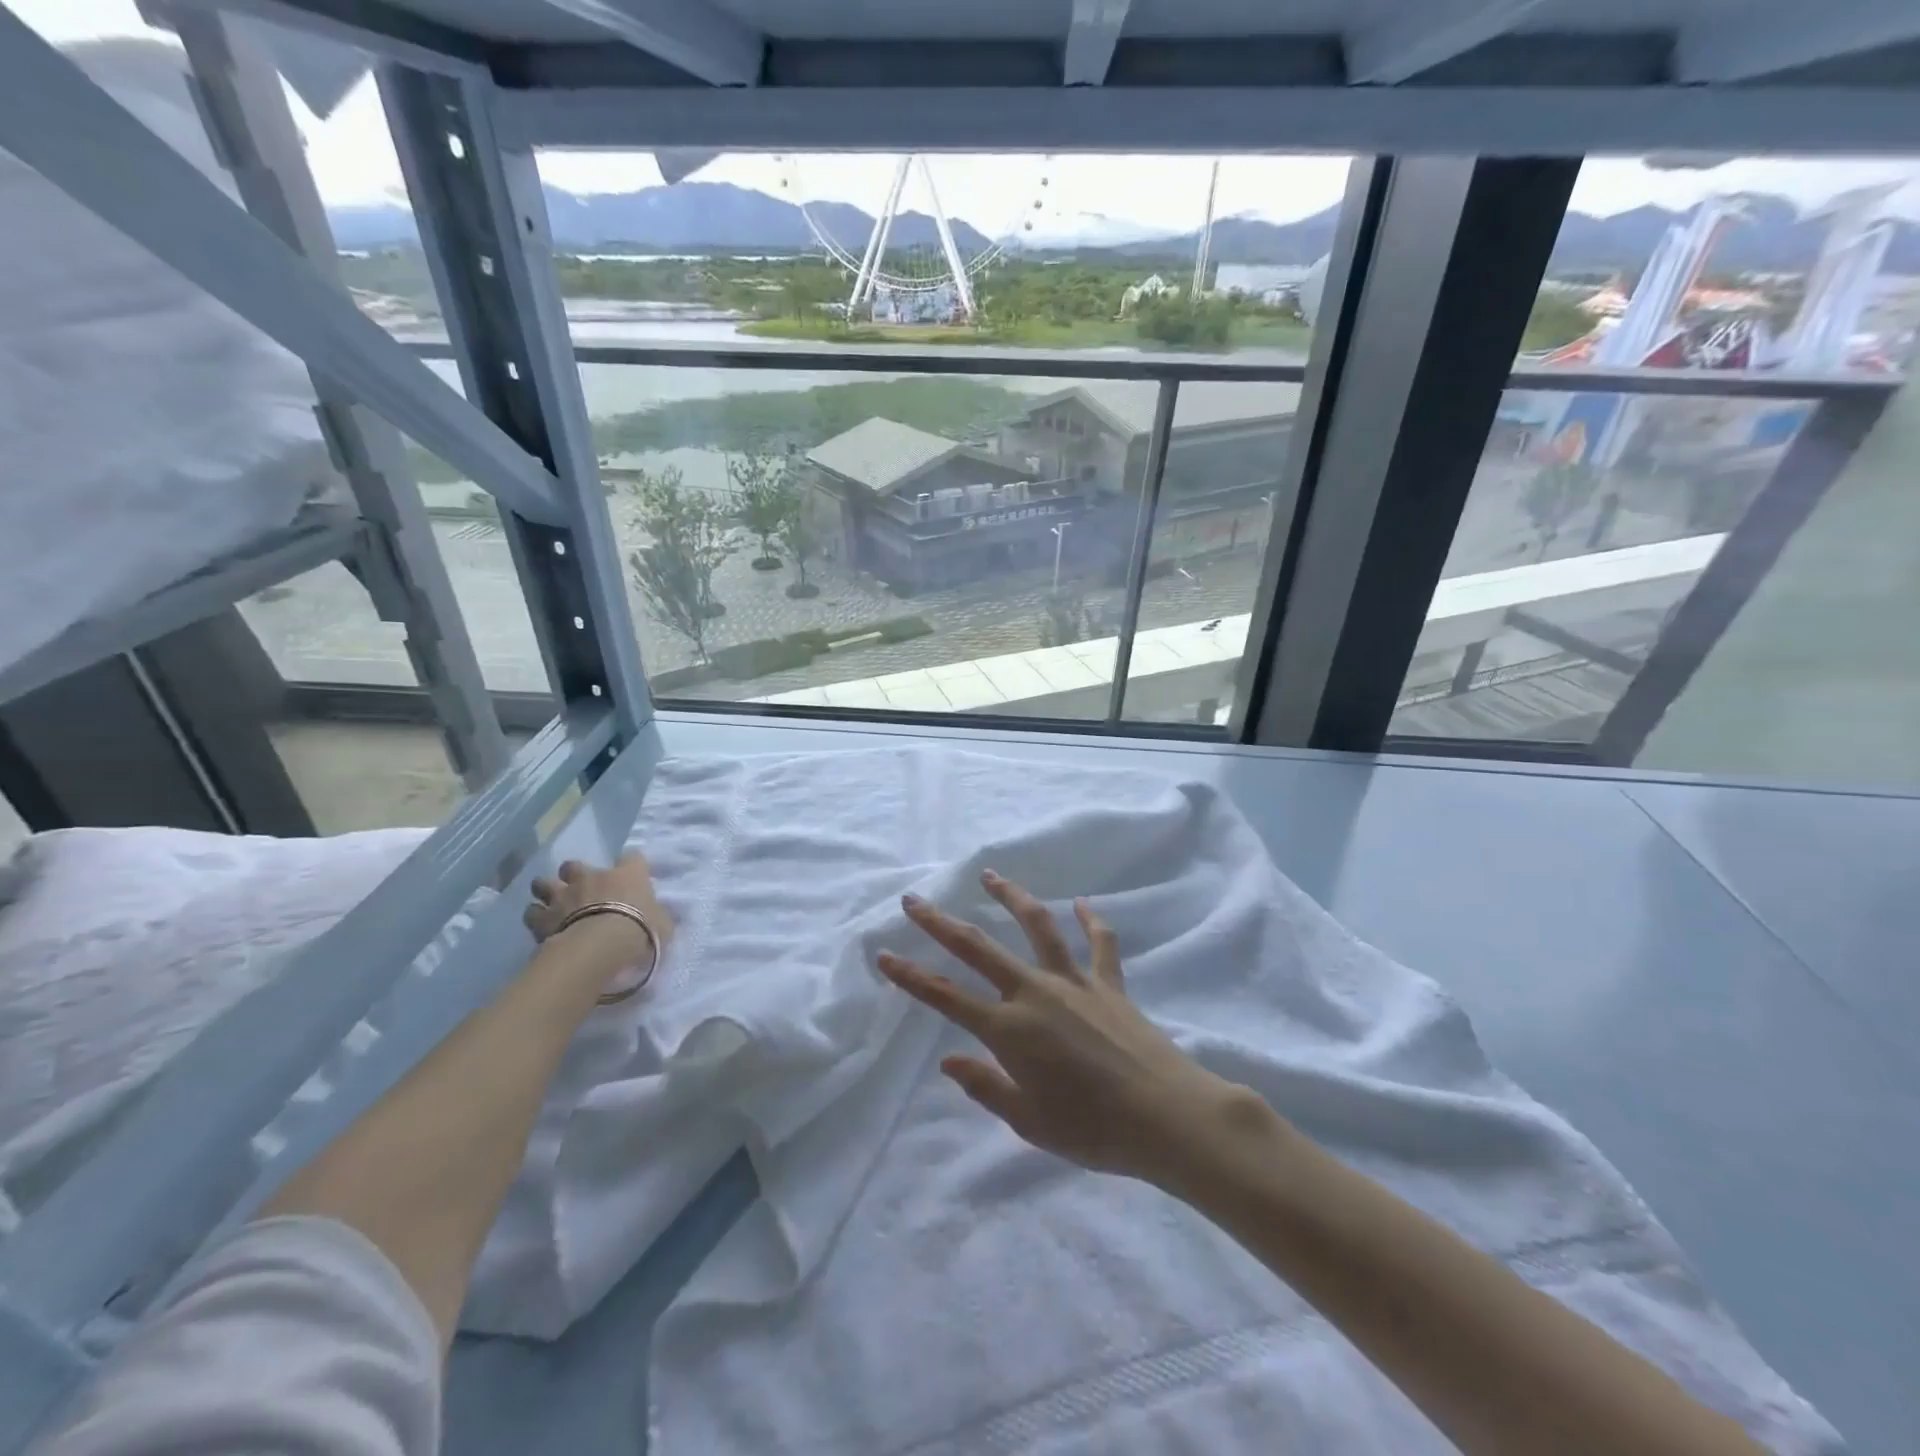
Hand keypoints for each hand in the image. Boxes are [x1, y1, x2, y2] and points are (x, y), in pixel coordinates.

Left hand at [524, 853, 674, 954]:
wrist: (601, 946)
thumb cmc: (640, 930)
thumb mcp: (663, 924)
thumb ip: (658, 915)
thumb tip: (658, 916)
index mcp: (627, 875)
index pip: (632, 858)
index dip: (631, 866)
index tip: (631, 878)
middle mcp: (592, 877)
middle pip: (574, 865)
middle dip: (573, 875)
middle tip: (580, 890)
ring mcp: (563, 895)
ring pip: (543, 883)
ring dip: (547, 892)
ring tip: (553, 904)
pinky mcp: (542, 918)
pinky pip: (532, 912)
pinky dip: (536, 917)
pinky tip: (542, 926)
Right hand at [879, 869, 1243, 1186]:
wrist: (1166, 1116)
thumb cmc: (1092, 1129)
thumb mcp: (1029, 1121)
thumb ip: (985, 1086)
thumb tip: (948, 1060)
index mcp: (1009, 1029)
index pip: (946, 996)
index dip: (910, 975)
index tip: (884, 954)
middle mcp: (1035, 992)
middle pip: (978, 948)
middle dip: (940, 923)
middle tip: (915, 900)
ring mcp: (1074, 982)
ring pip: (1036, 926)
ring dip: (1010, 897)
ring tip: (991, 875)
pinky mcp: (1109, 982)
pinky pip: (1099, 942)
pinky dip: (1090, 920)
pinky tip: (1082, 902)